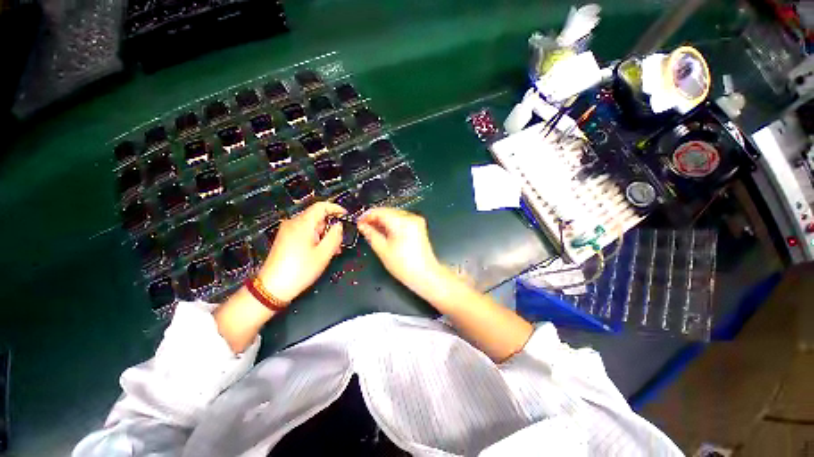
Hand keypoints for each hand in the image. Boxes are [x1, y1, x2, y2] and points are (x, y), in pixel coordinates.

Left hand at [257, 201, 345, 303]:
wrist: (272, 288)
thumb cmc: (300, 270)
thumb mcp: (324, 254)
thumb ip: (335, 236)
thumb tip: (339, 225)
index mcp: (303, 224)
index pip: (321, 206)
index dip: (335, 208)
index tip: (346, 215)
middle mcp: (293, 223)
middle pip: (317, 217)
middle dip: (330, 227)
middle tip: (340, 242)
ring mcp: (287, 231)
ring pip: (311, 226)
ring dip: (324, 235)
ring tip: (332, 250)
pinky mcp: (285, 239)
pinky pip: (304, 233)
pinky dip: (315, 238)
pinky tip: (320, 251)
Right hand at [357, 207, 443, 299]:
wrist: (425, 275)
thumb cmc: (403, 265)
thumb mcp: (383, 250)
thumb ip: (371, 234)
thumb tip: (362, 225)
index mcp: (402, 222)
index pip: (381, 212)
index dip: (367, 215)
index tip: (358, 222)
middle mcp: (411, 217)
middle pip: (388, 211)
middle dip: (375, 218)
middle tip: (363, 227)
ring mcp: (416, 220)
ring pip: (394, 215)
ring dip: (383, 220)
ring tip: (372, 230)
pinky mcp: (419, 225)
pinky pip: (401, 219)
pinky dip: (392, 223)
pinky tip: (384, 231)